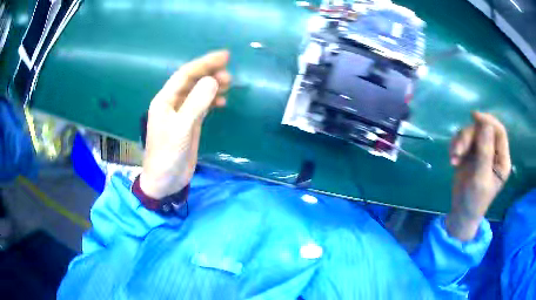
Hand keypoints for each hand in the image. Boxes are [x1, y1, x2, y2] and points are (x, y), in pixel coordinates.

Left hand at [140, 51, 230, 198]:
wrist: (164, 181)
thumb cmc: (167, 155)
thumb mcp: (181, 129)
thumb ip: (196, 104)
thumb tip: (212, 81)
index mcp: (165, 100)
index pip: (185, 74)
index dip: (204, 63)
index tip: (224, 56)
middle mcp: (172, 103)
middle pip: (192, 81)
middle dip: (210, 73)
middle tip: (229, 75)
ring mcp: (181, 114)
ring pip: (198, 92)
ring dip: (212, 86)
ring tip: (229, 84)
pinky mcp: (189, 124)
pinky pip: (202, 105)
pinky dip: (212, 100)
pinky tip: (223, 101)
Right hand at [446, 112, 510, 240]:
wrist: (461, 212)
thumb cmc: (475, 200)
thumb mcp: (481, 178)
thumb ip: (485, 152)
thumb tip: (485, 124)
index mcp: (502, 159)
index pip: (499, 132)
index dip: (488, 121)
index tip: (474, 116)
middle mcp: (493, 152)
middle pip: (482, 130)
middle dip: (469, 137)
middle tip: (458, 152)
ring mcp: (481, 152)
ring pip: (471, 133)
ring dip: (460, 142)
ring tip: (453, 158)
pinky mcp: (470, 154)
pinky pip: (462, 140)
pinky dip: (456, 146)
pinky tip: (452, 159)